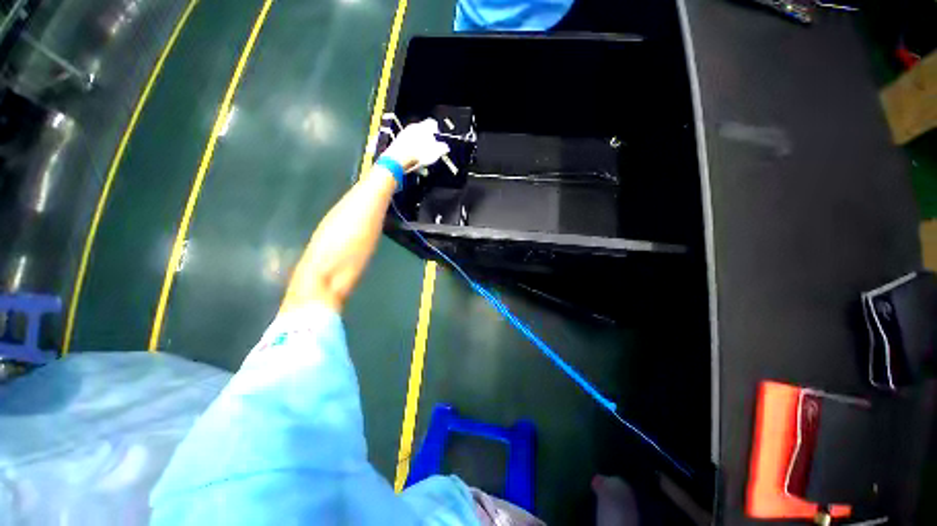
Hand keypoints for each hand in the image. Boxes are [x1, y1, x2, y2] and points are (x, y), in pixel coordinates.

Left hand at [380, 118, 449, 171]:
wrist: (399, 161)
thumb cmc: (419, 154)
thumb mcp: (437, 152)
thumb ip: (442, 148)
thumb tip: (445, 147)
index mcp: (423, 127)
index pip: (432, 123)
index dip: (437, 132)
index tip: (439, 141)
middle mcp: (412, 128)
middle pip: (423, 133)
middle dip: (428, 143)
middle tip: (432, 153)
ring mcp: (403, 136)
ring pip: (415, 141)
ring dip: (420, 150)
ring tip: (423, 162)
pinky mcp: (397, 145)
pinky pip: (408, 149)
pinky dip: (412, 156)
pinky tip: (415, 165)